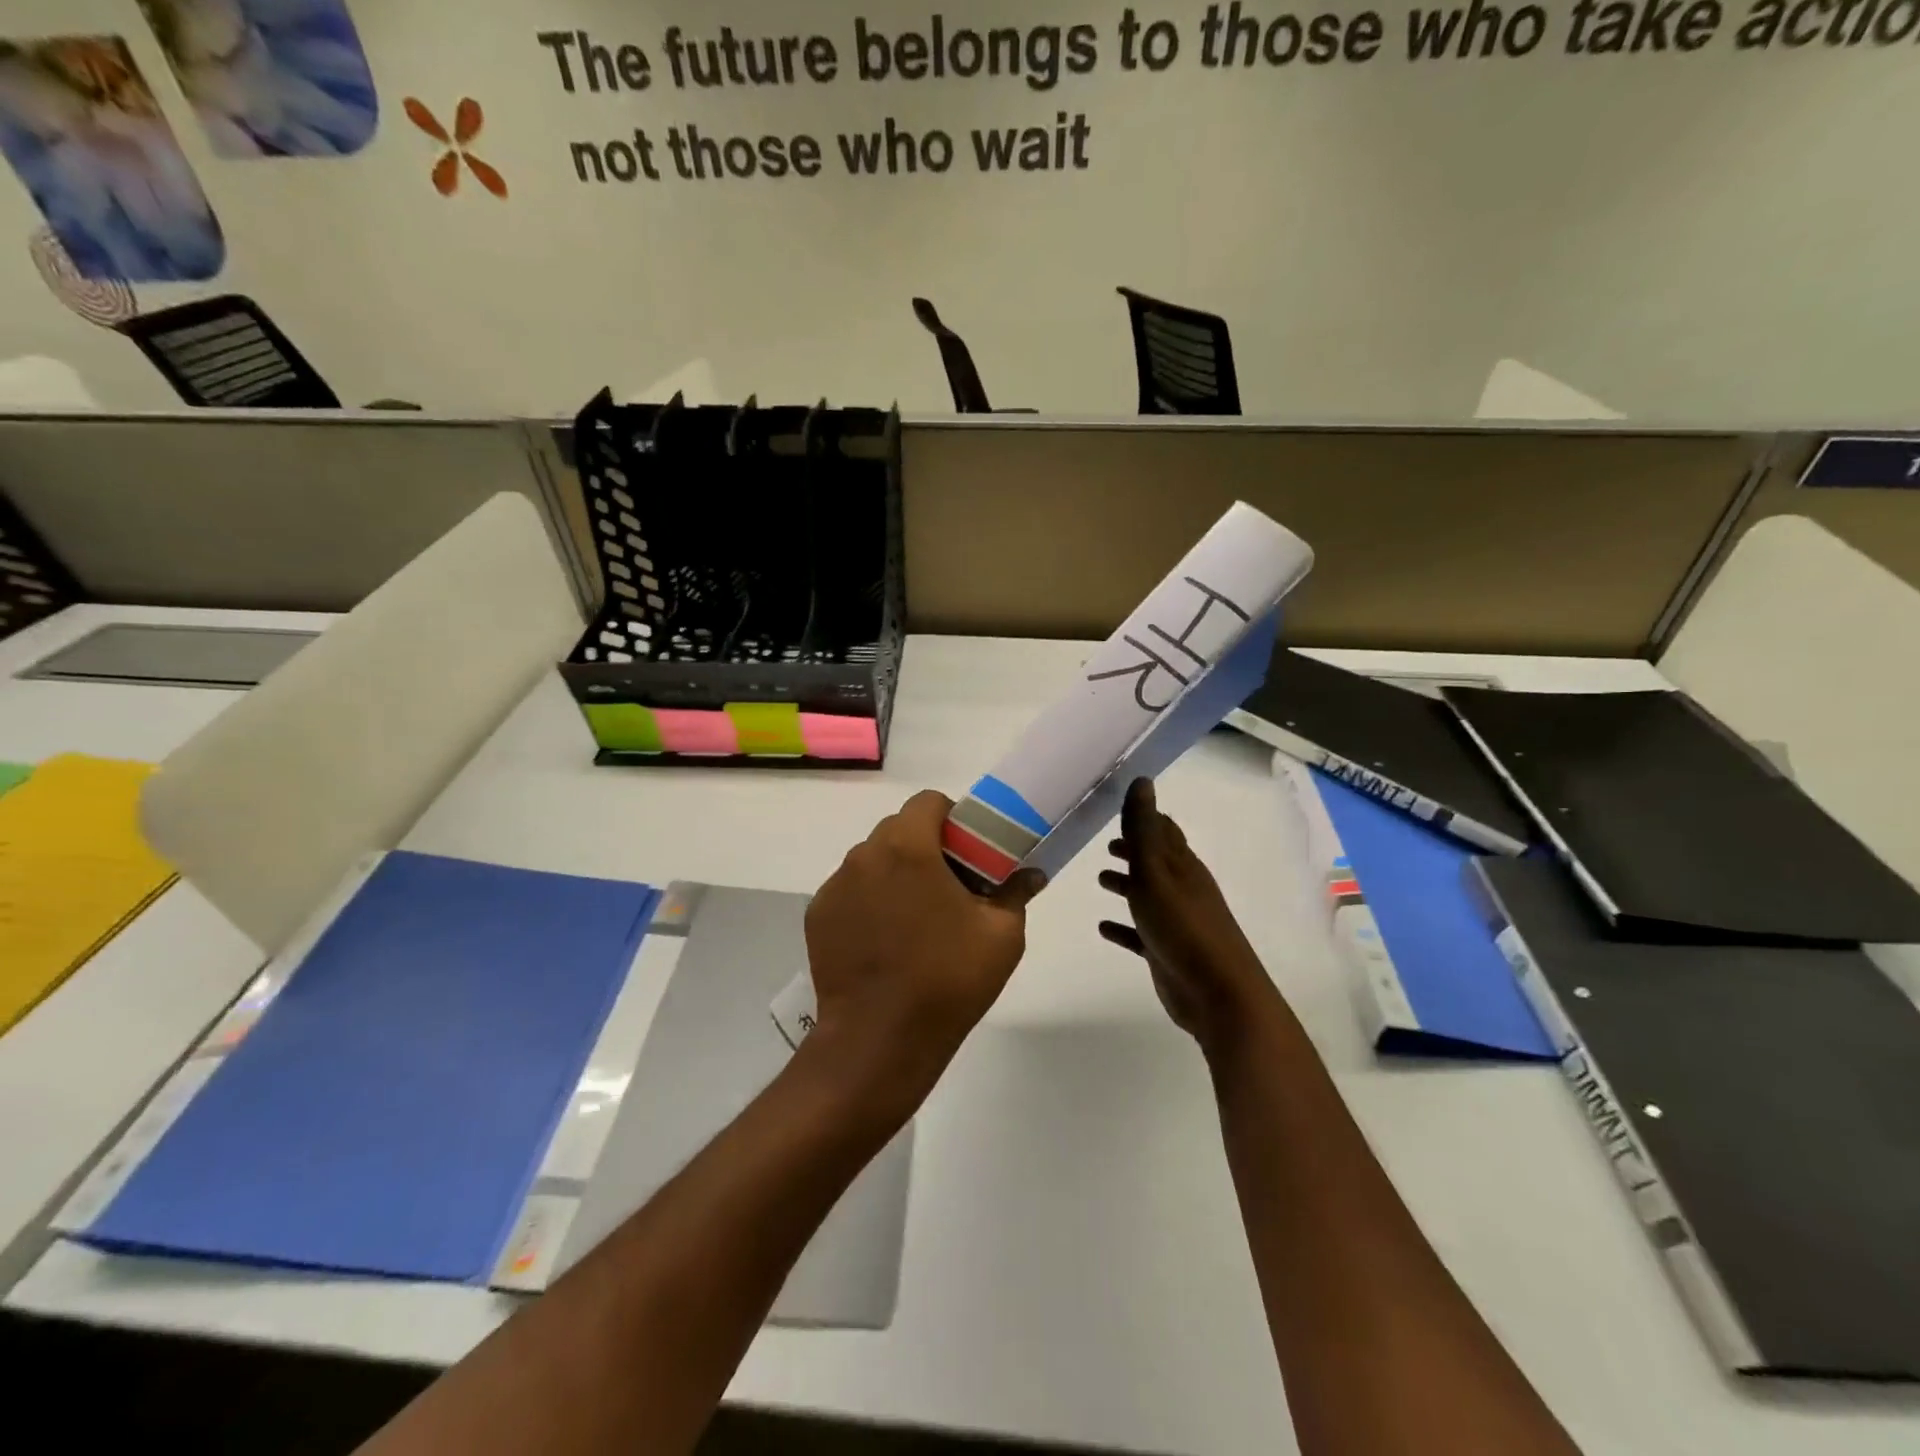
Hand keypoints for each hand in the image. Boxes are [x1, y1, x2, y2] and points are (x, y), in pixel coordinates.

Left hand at [805, 790, 1044, 1112]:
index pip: (929, 802)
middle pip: (898, 828)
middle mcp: (864, 855)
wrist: (878, 1041)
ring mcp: (835, 886)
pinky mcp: (818, 915)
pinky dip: (870, 900)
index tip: (969, 853)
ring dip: (896, 873)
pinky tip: (886, 941)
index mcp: (907, 847)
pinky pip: (851, 890)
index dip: (954, 818)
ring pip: (873, 859)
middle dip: (926, 846)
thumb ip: (1015, 891)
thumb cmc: (947, 980)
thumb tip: (1031, 873)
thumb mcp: (1002, 935)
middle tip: (951, 886)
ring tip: (916, 919)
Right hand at [1098, 778, 1276, 1056]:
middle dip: (1133, 850)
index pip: (1163, 830)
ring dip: (1127, 885)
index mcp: (1182, 866)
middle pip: (1155, 861)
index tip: (1119, 806)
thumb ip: (1143, 829)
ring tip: (1101, 879)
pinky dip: (1123, 927)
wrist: (1217, 993)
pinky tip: (1103, 927)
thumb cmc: (1183, 926)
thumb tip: (1142, 780)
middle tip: (1107, 844)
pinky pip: (1139, 933)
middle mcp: (1181, 888)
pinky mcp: (1166, 951)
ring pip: (1147, 895)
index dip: (1144, 817)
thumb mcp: (1156, 872)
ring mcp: (1175, 921)